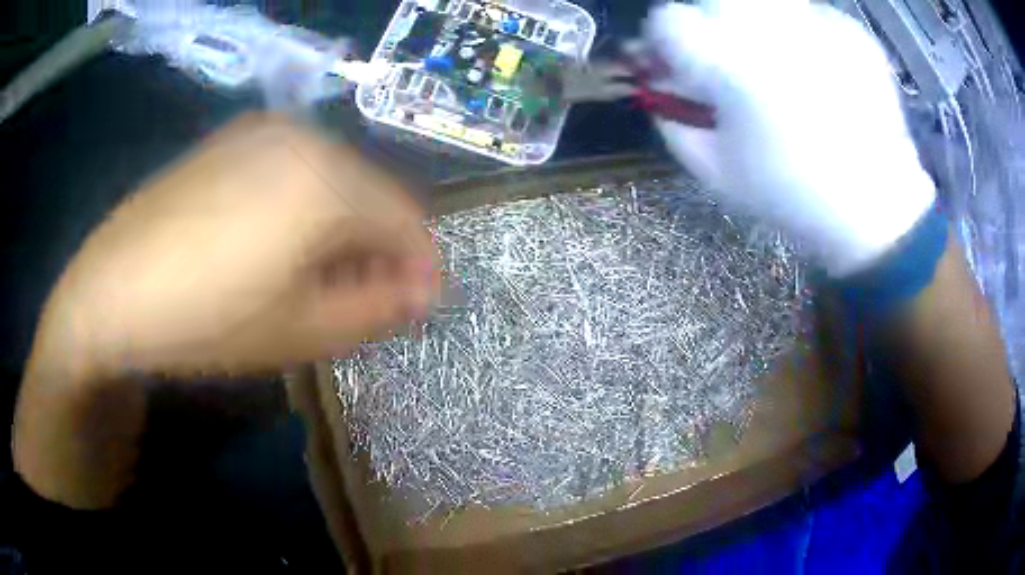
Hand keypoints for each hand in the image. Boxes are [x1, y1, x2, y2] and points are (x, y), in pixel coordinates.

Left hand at [35, 113, 439, 378]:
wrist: (109, 291)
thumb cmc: (204, 319)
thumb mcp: (300, 331)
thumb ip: (376, 309)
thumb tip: (422, 291)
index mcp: (325, 178)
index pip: (407, 219)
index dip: (420, 267)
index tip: (416, 307)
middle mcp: (303, 135)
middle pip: (371, 193)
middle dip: (378, 249)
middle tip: (362, 301)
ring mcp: (262, 130)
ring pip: (333, 178)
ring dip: (341, 227)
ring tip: (317, 278)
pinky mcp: (231, 139)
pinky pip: (294, 168)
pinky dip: (305, 206)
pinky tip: (276, 244)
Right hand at [644, 0, 935, 275]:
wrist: (877, 209)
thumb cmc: (793, 197)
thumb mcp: (716, 171)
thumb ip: (673, 118)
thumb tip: (660, 80)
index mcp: (730, 65)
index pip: (667, 18)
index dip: (665, 40)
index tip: (680, 64)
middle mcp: (770, 29)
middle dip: (708, 24)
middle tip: (729, 60)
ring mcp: (815, 24)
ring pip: (762, 2)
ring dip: (755, 24)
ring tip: (778, 65)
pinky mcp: (849, 30)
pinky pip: (806, 14)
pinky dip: (802, 35)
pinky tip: (819, 73)